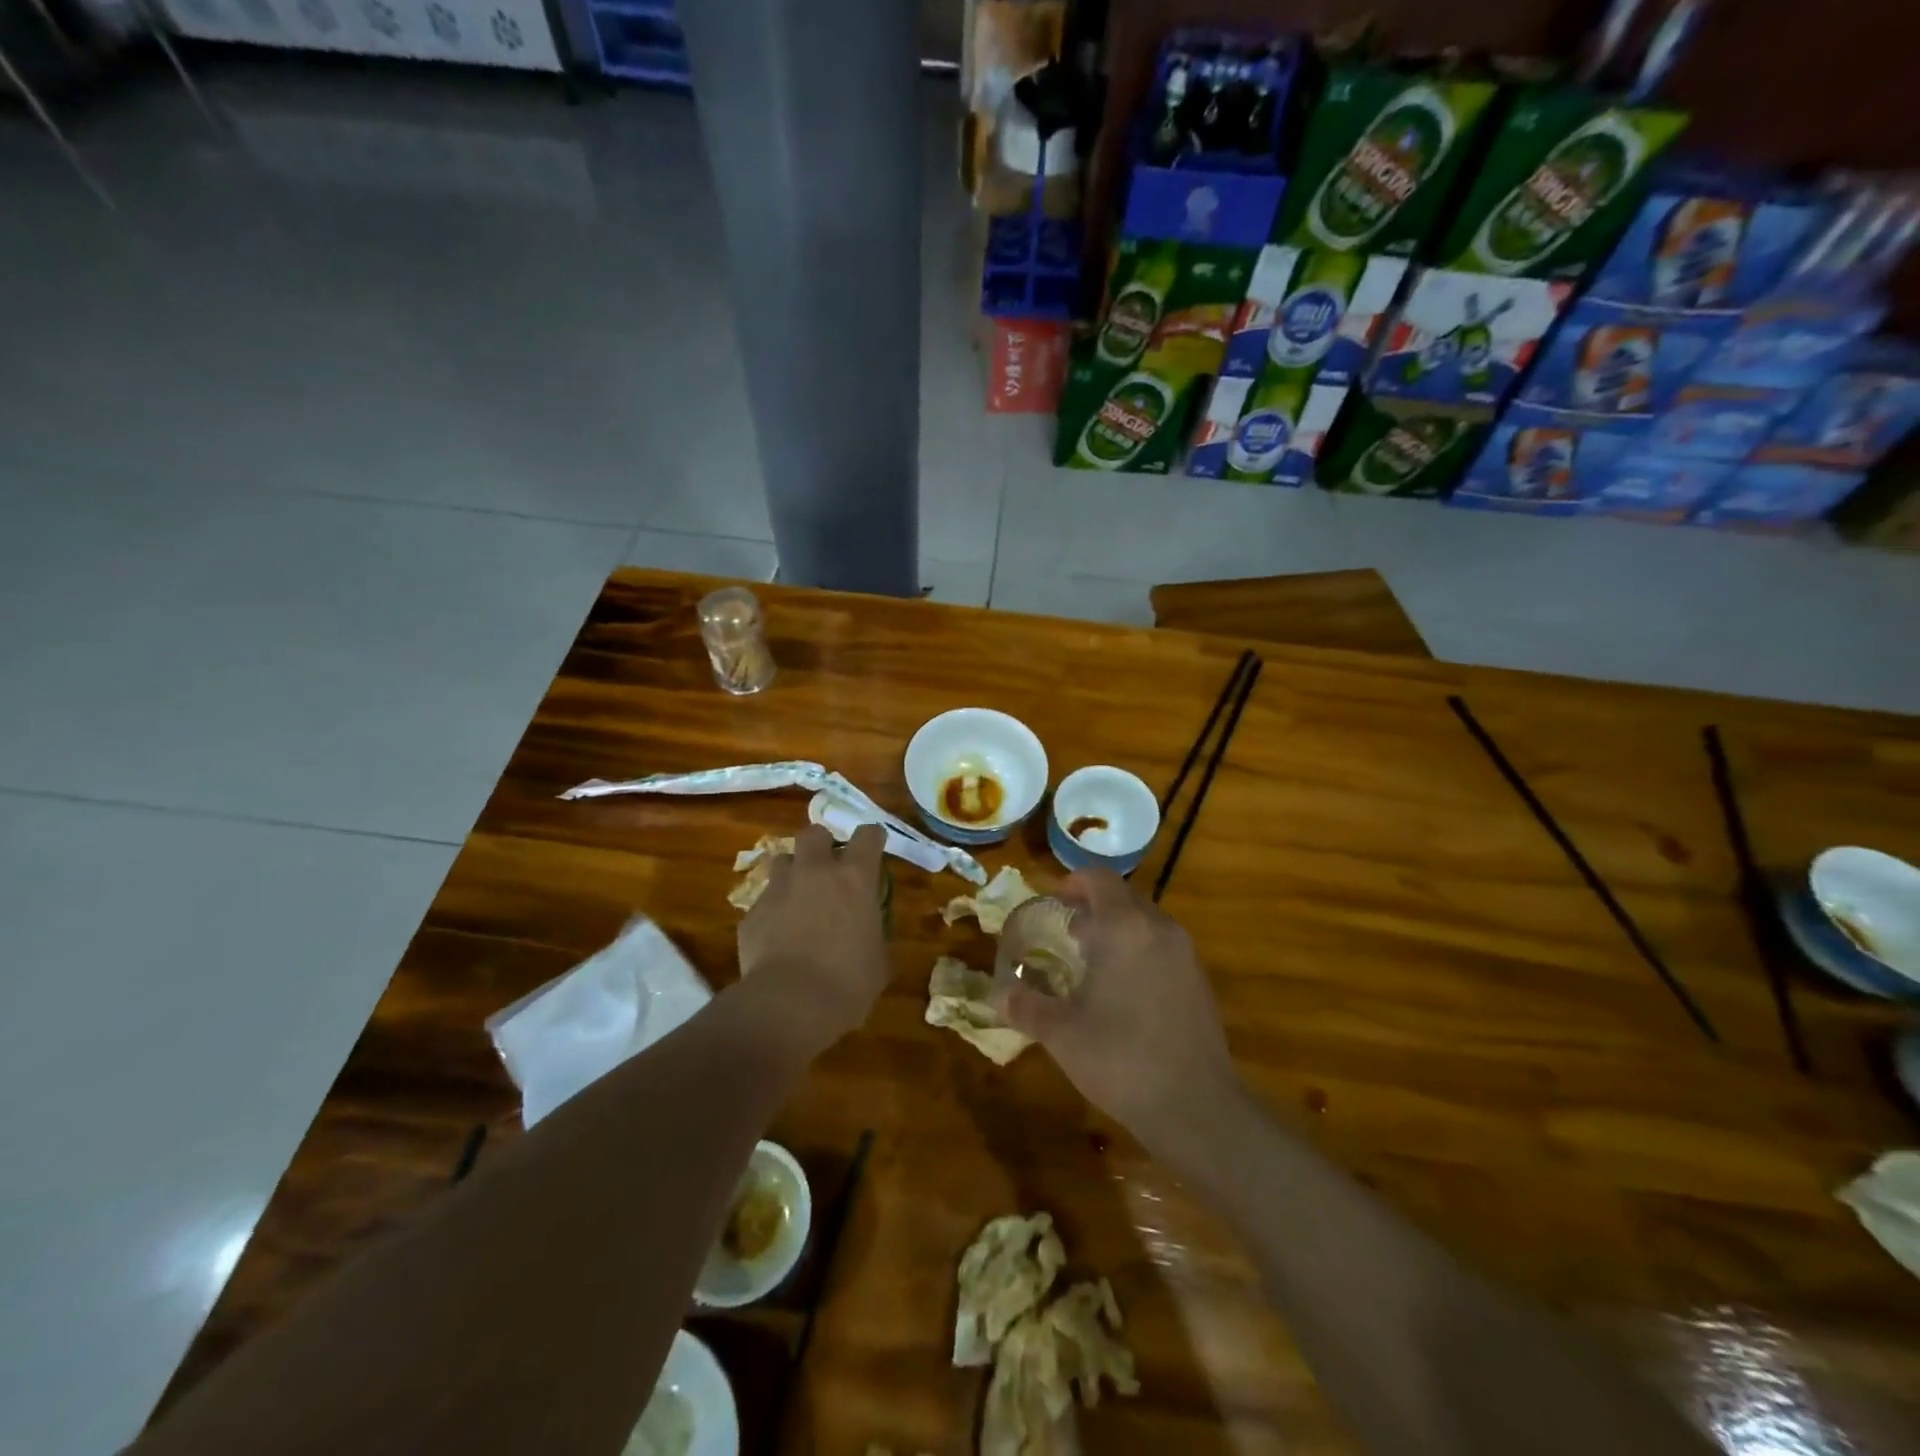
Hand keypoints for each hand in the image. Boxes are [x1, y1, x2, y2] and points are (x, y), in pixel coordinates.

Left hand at [735, 824, 889, 1056]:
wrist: (789, 1004)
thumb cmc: (848, 983)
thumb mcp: (879, 961)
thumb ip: (874, 935)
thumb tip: (869, 935)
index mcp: (854, 879)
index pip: (867, 836)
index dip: (872, 838)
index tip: (874, 845)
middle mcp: (815, 872)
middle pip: (814, 833)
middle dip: (822, 844)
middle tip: (828, 866)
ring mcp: (778, 889)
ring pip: (782, 861)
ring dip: (793, 873)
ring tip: (798, 897)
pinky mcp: (752, 913)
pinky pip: (763, 901)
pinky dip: (772, 911)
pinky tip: (776, 936)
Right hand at [993, 868, 1238, 1146]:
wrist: (1196, 1107)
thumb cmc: (1120, 1058)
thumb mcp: (1060, 1033)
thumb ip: (1025, 1006)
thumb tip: (998, 995)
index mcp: (1124, 928)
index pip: (1099, 879)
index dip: (1073, 883)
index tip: (1053, 902)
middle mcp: (1159, 928)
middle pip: (1123, 898)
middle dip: (1093, 908)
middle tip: (1066, 933)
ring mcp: (1185, 954)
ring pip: (1145, 922)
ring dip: (1117, 930)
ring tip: (1090, 962)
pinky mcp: (1199, 980)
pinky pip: (1163, 947)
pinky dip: (1139, 951)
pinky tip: (1123, 991)